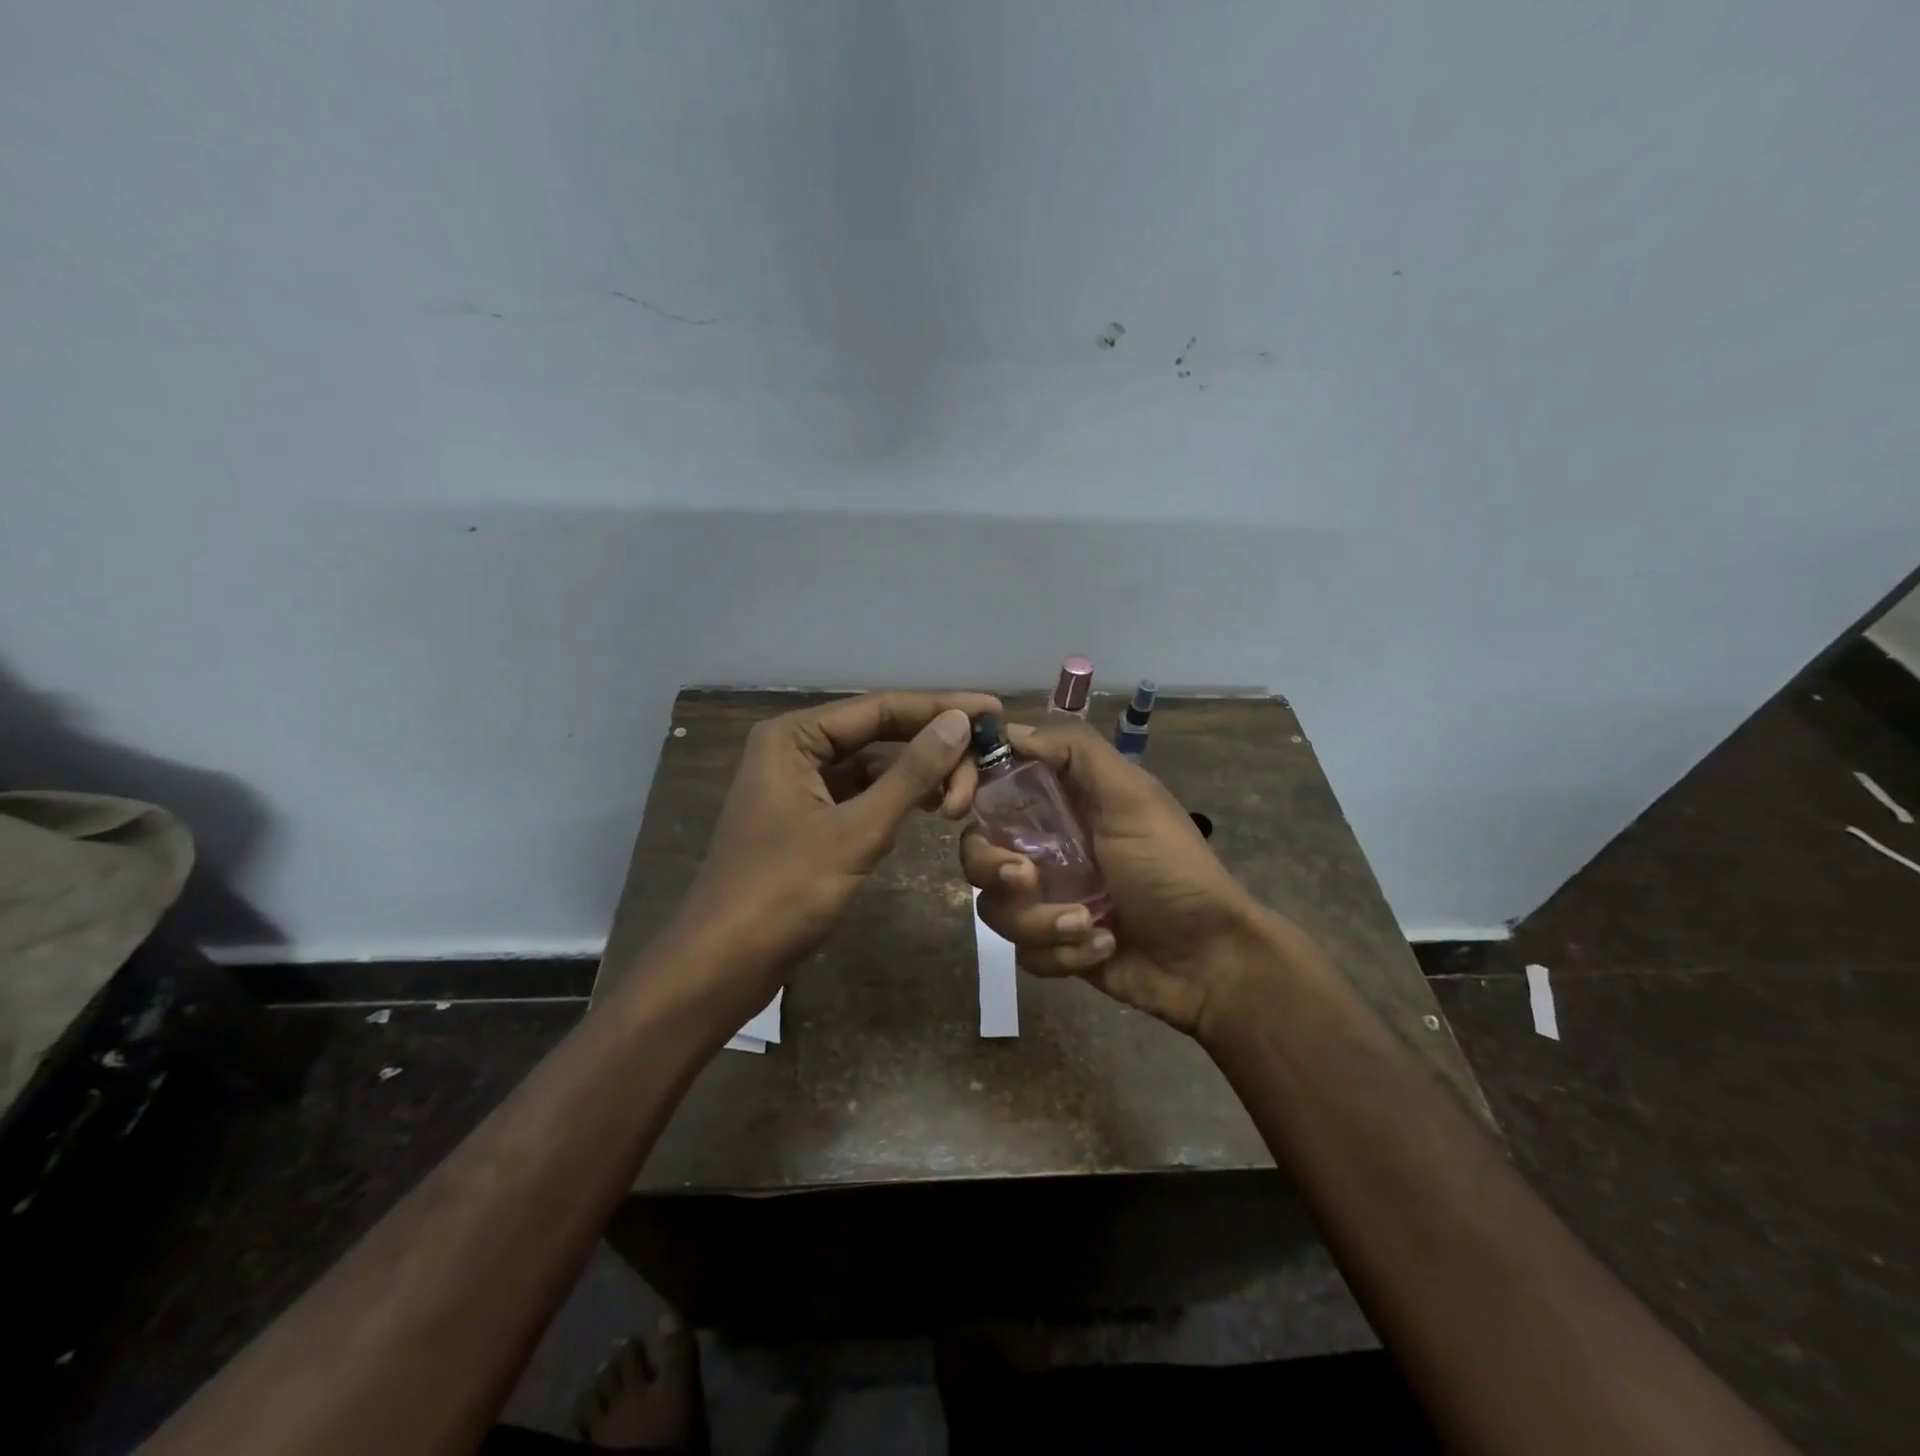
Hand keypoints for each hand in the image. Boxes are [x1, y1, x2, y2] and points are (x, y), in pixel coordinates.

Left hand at [674, 690, 1001, 1008]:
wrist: (722, 965)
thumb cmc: (784, 892)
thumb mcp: (857, 830)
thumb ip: (911, 773)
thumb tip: (959, 722)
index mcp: (794, 736)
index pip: (881, 707)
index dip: (941, 707)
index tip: (994, 712)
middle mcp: (794, 749)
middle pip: (879, 733)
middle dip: (933, 749)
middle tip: (985, 772)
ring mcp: (799, 786)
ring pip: (873, 766)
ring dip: (918, 777)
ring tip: (961, 799)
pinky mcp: (807, 820)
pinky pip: (861, 796)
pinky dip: (896, 801)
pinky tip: (928, 811)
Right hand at [959, 720, 1284, 1035]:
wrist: (1207, 958)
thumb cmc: (1170, 866)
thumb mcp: (1132, 796)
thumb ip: (1077, 752)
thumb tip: (1011, 731)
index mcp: (1060, 803)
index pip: (992, 783)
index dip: (967, 786)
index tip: (960, 802)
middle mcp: (1045, 845)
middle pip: (977, 850)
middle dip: (995, 868)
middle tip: (1026, 878)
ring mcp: (1047, 897)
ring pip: (996, 907)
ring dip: (1041, 921)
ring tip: (1090, 925)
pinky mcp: (1052, 944)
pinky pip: (1024, 951)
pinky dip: (1062, 952)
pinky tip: (1104, 946)